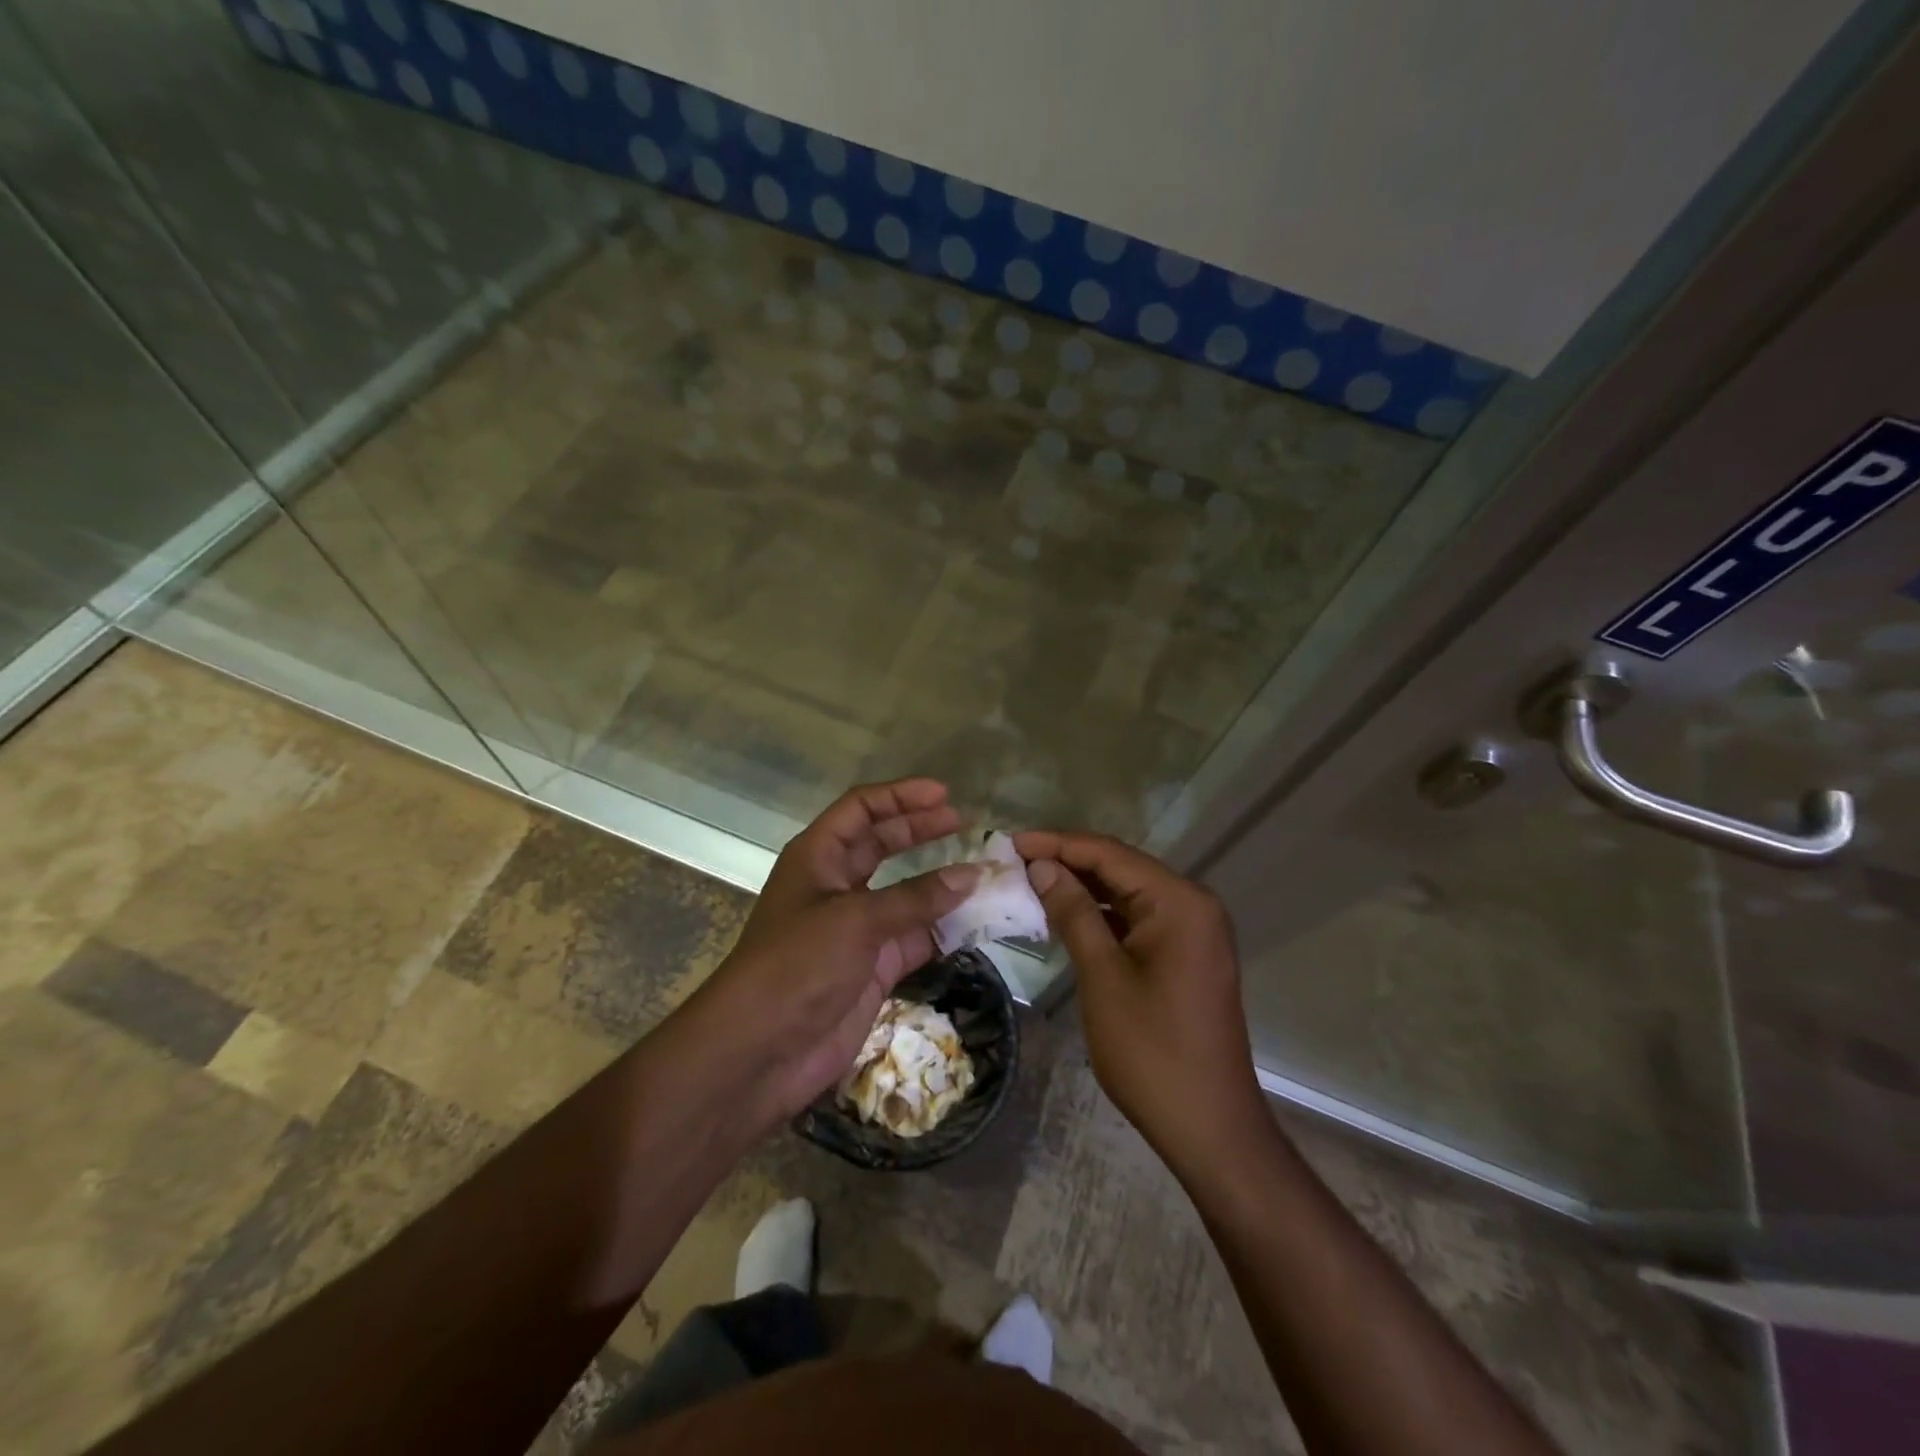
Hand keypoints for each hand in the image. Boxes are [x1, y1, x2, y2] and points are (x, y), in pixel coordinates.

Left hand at [682, 779, 978, 1138]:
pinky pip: (915, 937)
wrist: (758, 1053)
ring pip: (904, 893)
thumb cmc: (796, 966)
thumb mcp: (855, 920)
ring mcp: (855, 928)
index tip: (944, 795)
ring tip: (983, 873)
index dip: (900, 796)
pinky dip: (943, 929)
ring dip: (940, 883)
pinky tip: (976, 922)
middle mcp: (836, 886)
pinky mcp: (872, 967)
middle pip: (882, 844)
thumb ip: (916, 898)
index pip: (861, 810)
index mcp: (818, 857)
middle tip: (966, 825)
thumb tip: (973, 874)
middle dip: (921, 831)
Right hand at [1014, 831, 1266, 1167]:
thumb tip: (1043, 866)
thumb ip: (1073, 913)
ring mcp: (1193, 930)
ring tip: (1032, 882)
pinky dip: (1103, 915)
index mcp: (1179, 901)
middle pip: (1121, 868)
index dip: (1058, 844)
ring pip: (1128, 893)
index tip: (1011, 841)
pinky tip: (1068, 915)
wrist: (1210, 1126)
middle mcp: (1192, 904)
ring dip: (1083, 887)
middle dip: (1069, 861)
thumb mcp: (1103, 977)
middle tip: (1015, 860)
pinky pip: (1139, 918)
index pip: (1110, 854)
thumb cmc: (1151, 1050)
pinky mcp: (1187, 954)